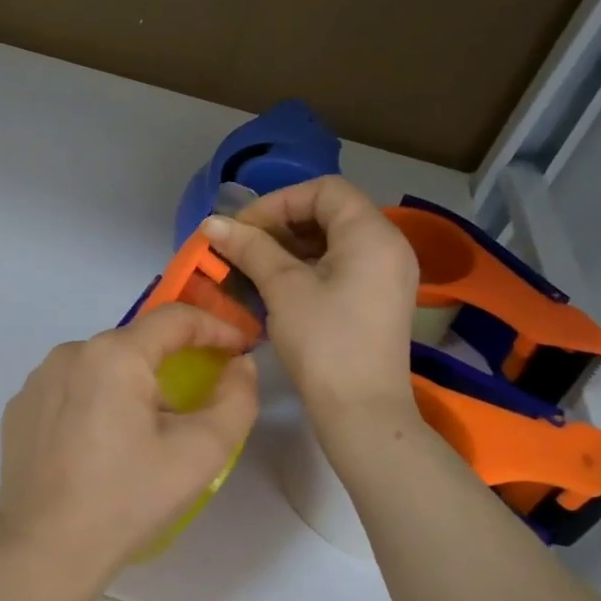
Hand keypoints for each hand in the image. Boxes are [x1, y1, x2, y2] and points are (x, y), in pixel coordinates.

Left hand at [0, 304, 257, 600]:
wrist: (43, 549)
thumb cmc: (127, 499)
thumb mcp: (200, 454)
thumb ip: (236, 400)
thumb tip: (240, 365)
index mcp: (114, 354)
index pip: (175, 318)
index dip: (216, 328)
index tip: (240, 349)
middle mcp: (69, 352)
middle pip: (135, 344)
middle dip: (171, 364)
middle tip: (193, 406)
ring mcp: (37, 379)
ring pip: (100, 366)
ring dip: (129, 385)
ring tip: (142, 434)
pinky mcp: (19, 407)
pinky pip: (70, 389)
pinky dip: (93, 402)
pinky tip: (98, 445)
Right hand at [200, 176, 419, 420]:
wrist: (362, 411)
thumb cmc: (324, 343)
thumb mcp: (284, 289)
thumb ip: (251, 248)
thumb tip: (213, 223)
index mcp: (372, 234)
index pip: (324, 189)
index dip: (278, 201)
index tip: (243, 229)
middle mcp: (388, 245)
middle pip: (331, 211)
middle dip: (281, 223)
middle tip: (243, 247)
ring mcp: (387, 274)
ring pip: (334, 240)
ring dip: (291, 246)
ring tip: (254, 266)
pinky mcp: (378, 299)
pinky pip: (342, 265)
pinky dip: (308, 266)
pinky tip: (277, 287)